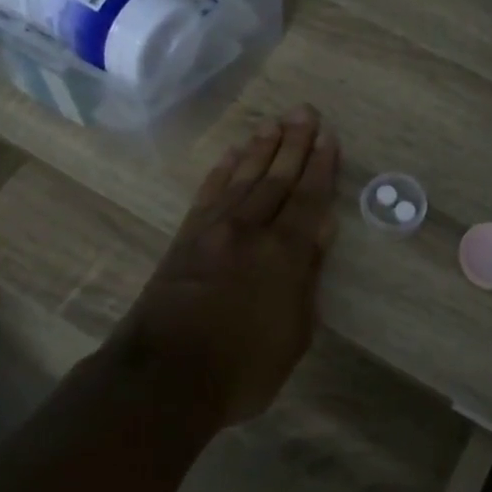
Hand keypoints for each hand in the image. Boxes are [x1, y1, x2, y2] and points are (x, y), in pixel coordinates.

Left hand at [122, 105, 339, 427]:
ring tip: (274, 123)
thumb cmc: (243, 368)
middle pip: (276, 178)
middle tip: (305, 111)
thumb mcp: (295, 332)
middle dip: (294, 143)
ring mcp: (213, 231)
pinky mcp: (185, 239)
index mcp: (284, 253)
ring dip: (261, 148)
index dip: (321, 166)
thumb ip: (308, 275)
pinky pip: (208, 194)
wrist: (163, 379)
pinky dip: (222, 171)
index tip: (329, 137)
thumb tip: (322, 228)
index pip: (309, 199)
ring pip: (243, 178)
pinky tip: (232, 156)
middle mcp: (250, 230)